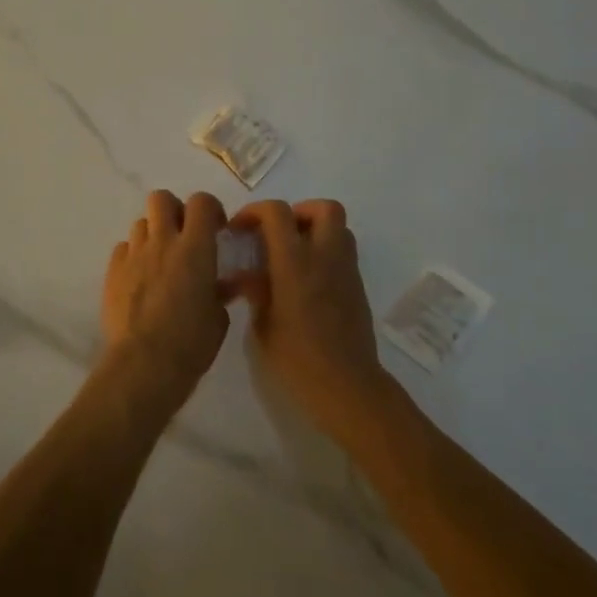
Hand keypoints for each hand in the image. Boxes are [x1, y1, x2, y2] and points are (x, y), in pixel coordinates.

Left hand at [101, 190, 231, 406]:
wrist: (144, 365)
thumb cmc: (191, 343)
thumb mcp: (218, 318)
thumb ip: (219, 292)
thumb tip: (221, 284)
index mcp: (195, 248)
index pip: (201, 202)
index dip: (210, 209)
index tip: (216, 229)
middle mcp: (162, 242)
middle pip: (161, 199)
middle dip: (174, 210)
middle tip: (183, 235)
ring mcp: (134, 255)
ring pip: (140, 223)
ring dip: (153, 234)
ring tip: (160, 260)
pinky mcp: (112, 271)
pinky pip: (123, 249)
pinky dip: (133, 256)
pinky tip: (140, 278)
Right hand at [230, 199, 393, 443]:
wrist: (347, 387)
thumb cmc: (297, 359)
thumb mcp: (262, 325)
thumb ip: (256, 290)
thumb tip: (247, 274)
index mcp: (295, 263)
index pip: (277, 213)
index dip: (254, 212)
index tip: (239, 229)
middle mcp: (325, 257)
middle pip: (324, 208)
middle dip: (298, 212)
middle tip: (277, 234)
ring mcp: (346, 271)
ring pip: (339, 228)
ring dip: (315, 230)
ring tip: (292, 254)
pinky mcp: (357, 287)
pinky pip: (343, 253)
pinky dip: (324, 253)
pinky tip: (306, 280)